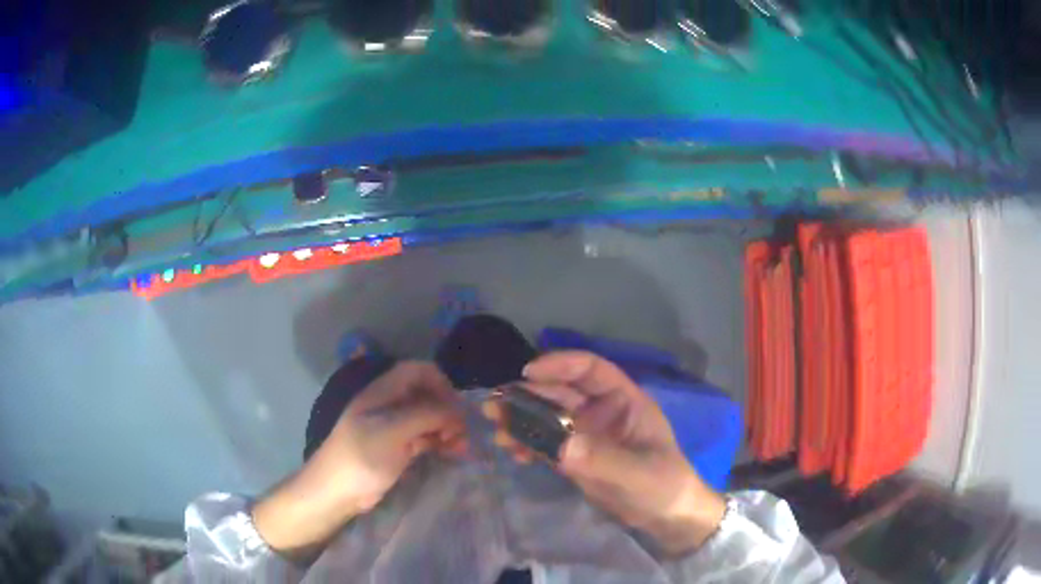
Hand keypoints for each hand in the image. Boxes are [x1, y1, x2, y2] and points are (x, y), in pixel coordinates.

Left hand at [253, 361, 465, 559]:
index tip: (456, 406)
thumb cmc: (361, 456)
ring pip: (429, 418)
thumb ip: (426, 415)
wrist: (337, 490)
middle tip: (462, 433)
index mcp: (383, 392)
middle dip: (448, 409)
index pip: (418, 371)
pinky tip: (453, 453)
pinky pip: (426, 437)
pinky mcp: (398, 448)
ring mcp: (394, 427)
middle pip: (427, 394)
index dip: (440, 382)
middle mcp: (390, 405)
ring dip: (447, 427)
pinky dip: (441, 442)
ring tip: (461, 447)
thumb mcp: (393, 431)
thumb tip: (457, 411)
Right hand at [484, 351, 725, 556]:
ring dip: (523, 420)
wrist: (667, 517)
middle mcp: (602, 412)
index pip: (591, 370)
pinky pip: (547, 443)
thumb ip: (602, 459)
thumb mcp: (637, 473)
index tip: (528, 373)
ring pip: (549, 417)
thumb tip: (560, 444)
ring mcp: (588, 435)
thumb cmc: (664, 486)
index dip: (561, 365)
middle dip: (529, 395)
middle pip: (562, 392)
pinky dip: (529, 444)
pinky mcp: (577, 457)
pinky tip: (514, 452)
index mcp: (624, 402)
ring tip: (497, 430)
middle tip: (495, 406)